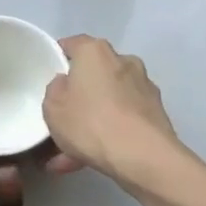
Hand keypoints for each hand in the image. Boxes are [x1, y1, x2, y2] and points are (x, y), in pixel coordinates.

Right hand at [42, 35, 182, 184]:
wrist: (142, 156)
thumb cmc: (90, 122)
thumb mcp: (52, 107)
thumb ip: (55, 89)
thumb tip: (66, 84)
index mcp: (95, 52)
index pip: (73, 44)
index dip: (58, 58)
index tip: (49, 76)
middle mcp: (123, 61)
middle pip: (93, 74)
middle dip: (78, 96)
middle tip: (61, 120)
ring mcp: (143, 87)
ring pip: (108, 101)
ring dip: (91, 121)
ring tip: (69, 155)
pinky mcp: (156, 113)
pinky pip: (123, 120)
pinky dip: (108, 134)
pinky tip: (90, 161)